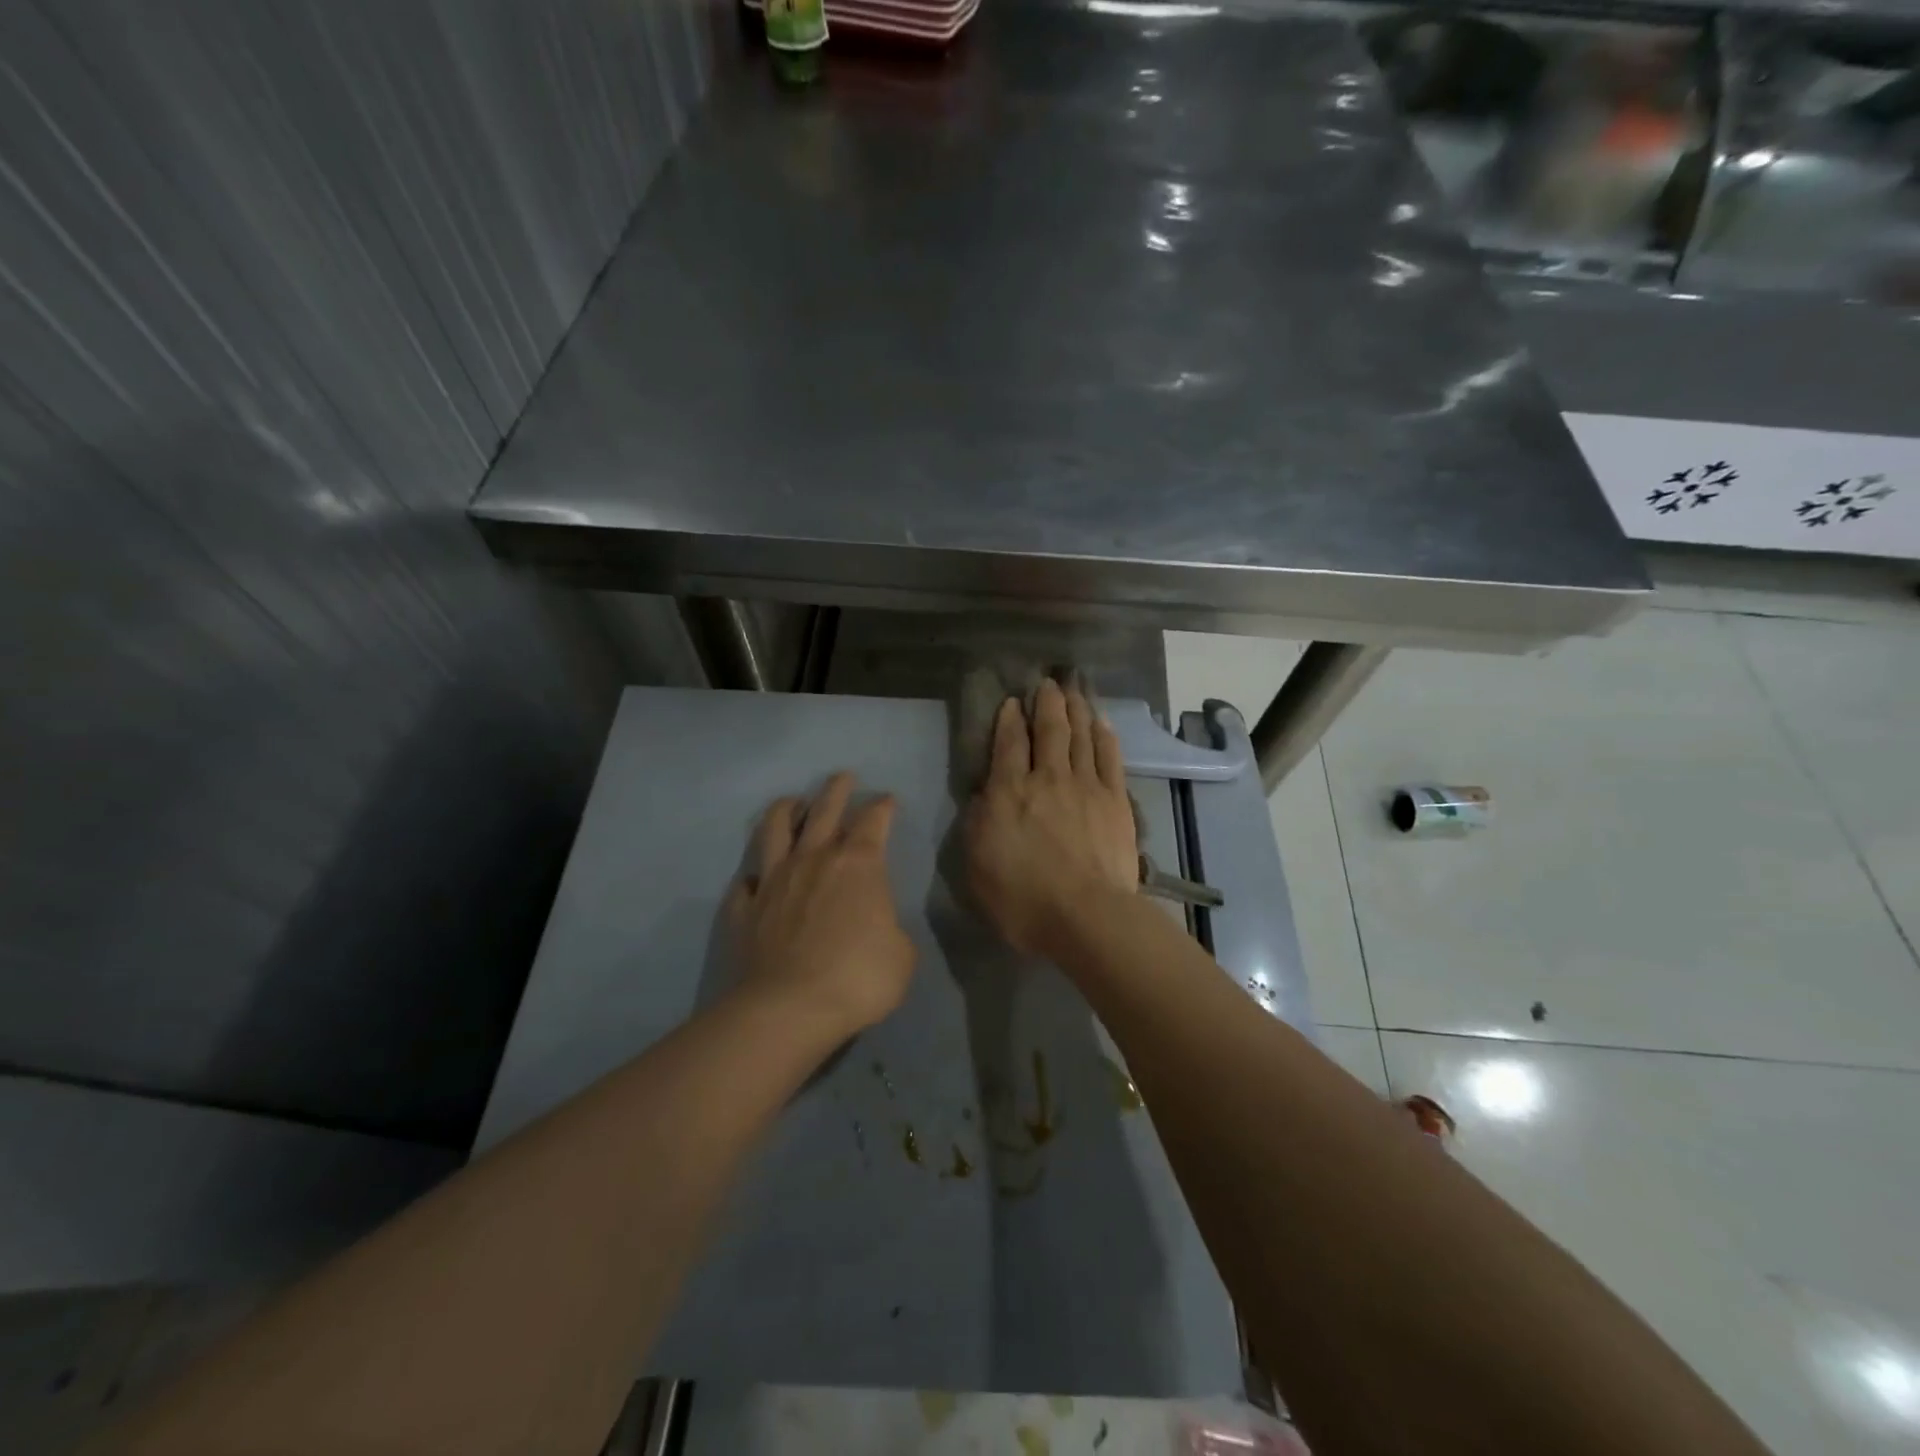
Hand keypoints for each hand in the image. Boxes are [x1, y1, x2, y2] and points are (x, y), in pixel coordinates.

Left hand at [727, 772, 915, 1042]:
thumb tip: (876, 925)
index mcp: (858, 864)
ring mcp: (774, 880)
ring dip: (785, 810)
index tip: (888, 800)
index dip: (883, 807)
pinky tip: (755, 880)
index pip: (874, 820)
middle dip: (837, 789)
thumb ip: (891, 928)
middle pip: (825, 809)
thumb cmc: (858, 977)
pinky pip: (744, 883)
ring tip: (792, 803)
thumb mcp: (902, 955)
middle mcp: (813, 859)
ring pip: (775, 829)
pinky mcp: (745, 908)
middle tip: (843, 777)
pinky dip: (752, 877)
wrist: (789, 1008)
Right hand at [962, 679, 1138, 956]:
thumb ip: (977, 824)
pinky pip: (1109, 756)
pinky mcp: (1115, 799)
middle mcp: (1047, 777)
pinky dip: (1104, 736)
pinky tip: (1102, 723)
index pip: (1008, 743)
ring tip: (1074, 690)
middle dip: (1047, 702)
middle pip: (1050, 728)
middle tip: (1048, 683)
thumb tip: (982, 795)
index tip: (1012, 701)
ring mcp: (1085, 785)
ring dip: (1076, 709)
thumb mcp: (977, 866)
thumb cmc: (1023, 899)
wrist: (1086, 916)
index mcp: (1009, 792)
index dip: (1009, 718)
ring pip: (1081, 735)